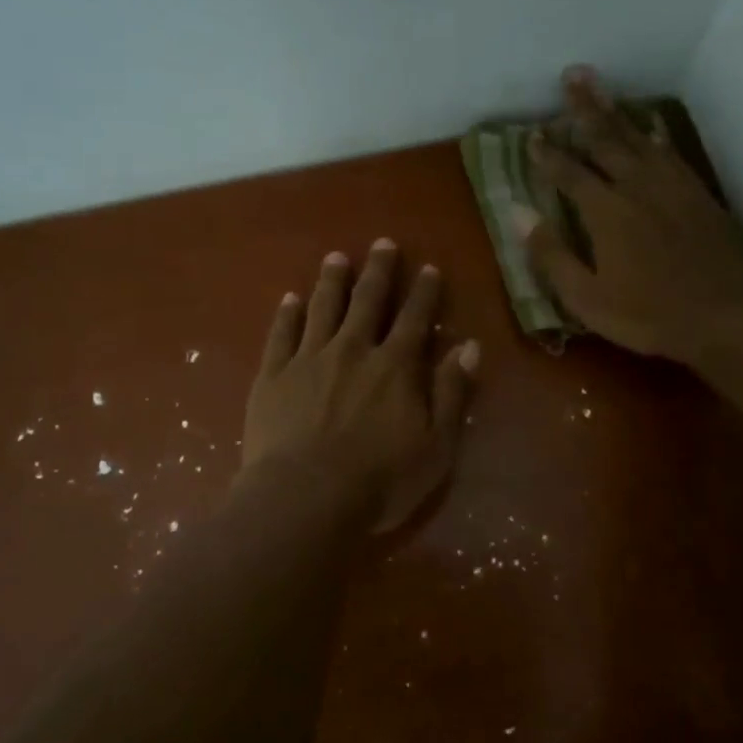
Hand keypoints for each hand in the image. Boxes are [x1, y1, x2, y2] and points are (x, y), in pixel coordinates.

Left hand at [242, 241, 479, 532]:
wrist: (305, 497)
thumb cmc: (380, 480)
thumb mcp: (436, 446)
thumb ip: (452, 393)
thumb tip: (469, 347)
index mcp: (395, 367)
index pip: (414, 319)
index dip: (423, 292)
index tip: (427, 268)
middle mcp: (353, 350)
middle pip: (367, 301)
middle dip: (378, 271)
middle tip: (382, 244)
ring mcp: (309, 359)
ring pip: (322, 308)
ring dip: (331, 281)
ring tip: (336, 257)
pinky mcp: (273, 376)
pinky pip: (281, 335)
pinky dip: (287, 314)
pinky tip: (289, 299)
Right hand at [515, 65, 742, 367]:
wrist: (724, 317)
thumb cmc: (647, 315)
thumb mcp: (587, 298)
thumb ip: (551, 255)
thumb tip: (518, 214)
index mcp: (606, 212)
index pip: (569, 173)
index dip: (548, 154)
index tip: (532, 135)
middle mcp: (637, 187)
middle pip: (605, 139)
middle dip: (584, 108)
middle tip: (571, 76)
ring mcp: (671, 186)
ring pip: (637, 138)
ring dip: (615, 110)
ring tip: (598, 85)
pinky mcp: (697, 193)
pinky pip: (669, 152)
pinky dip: (653, 134)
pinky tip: (648, 125)